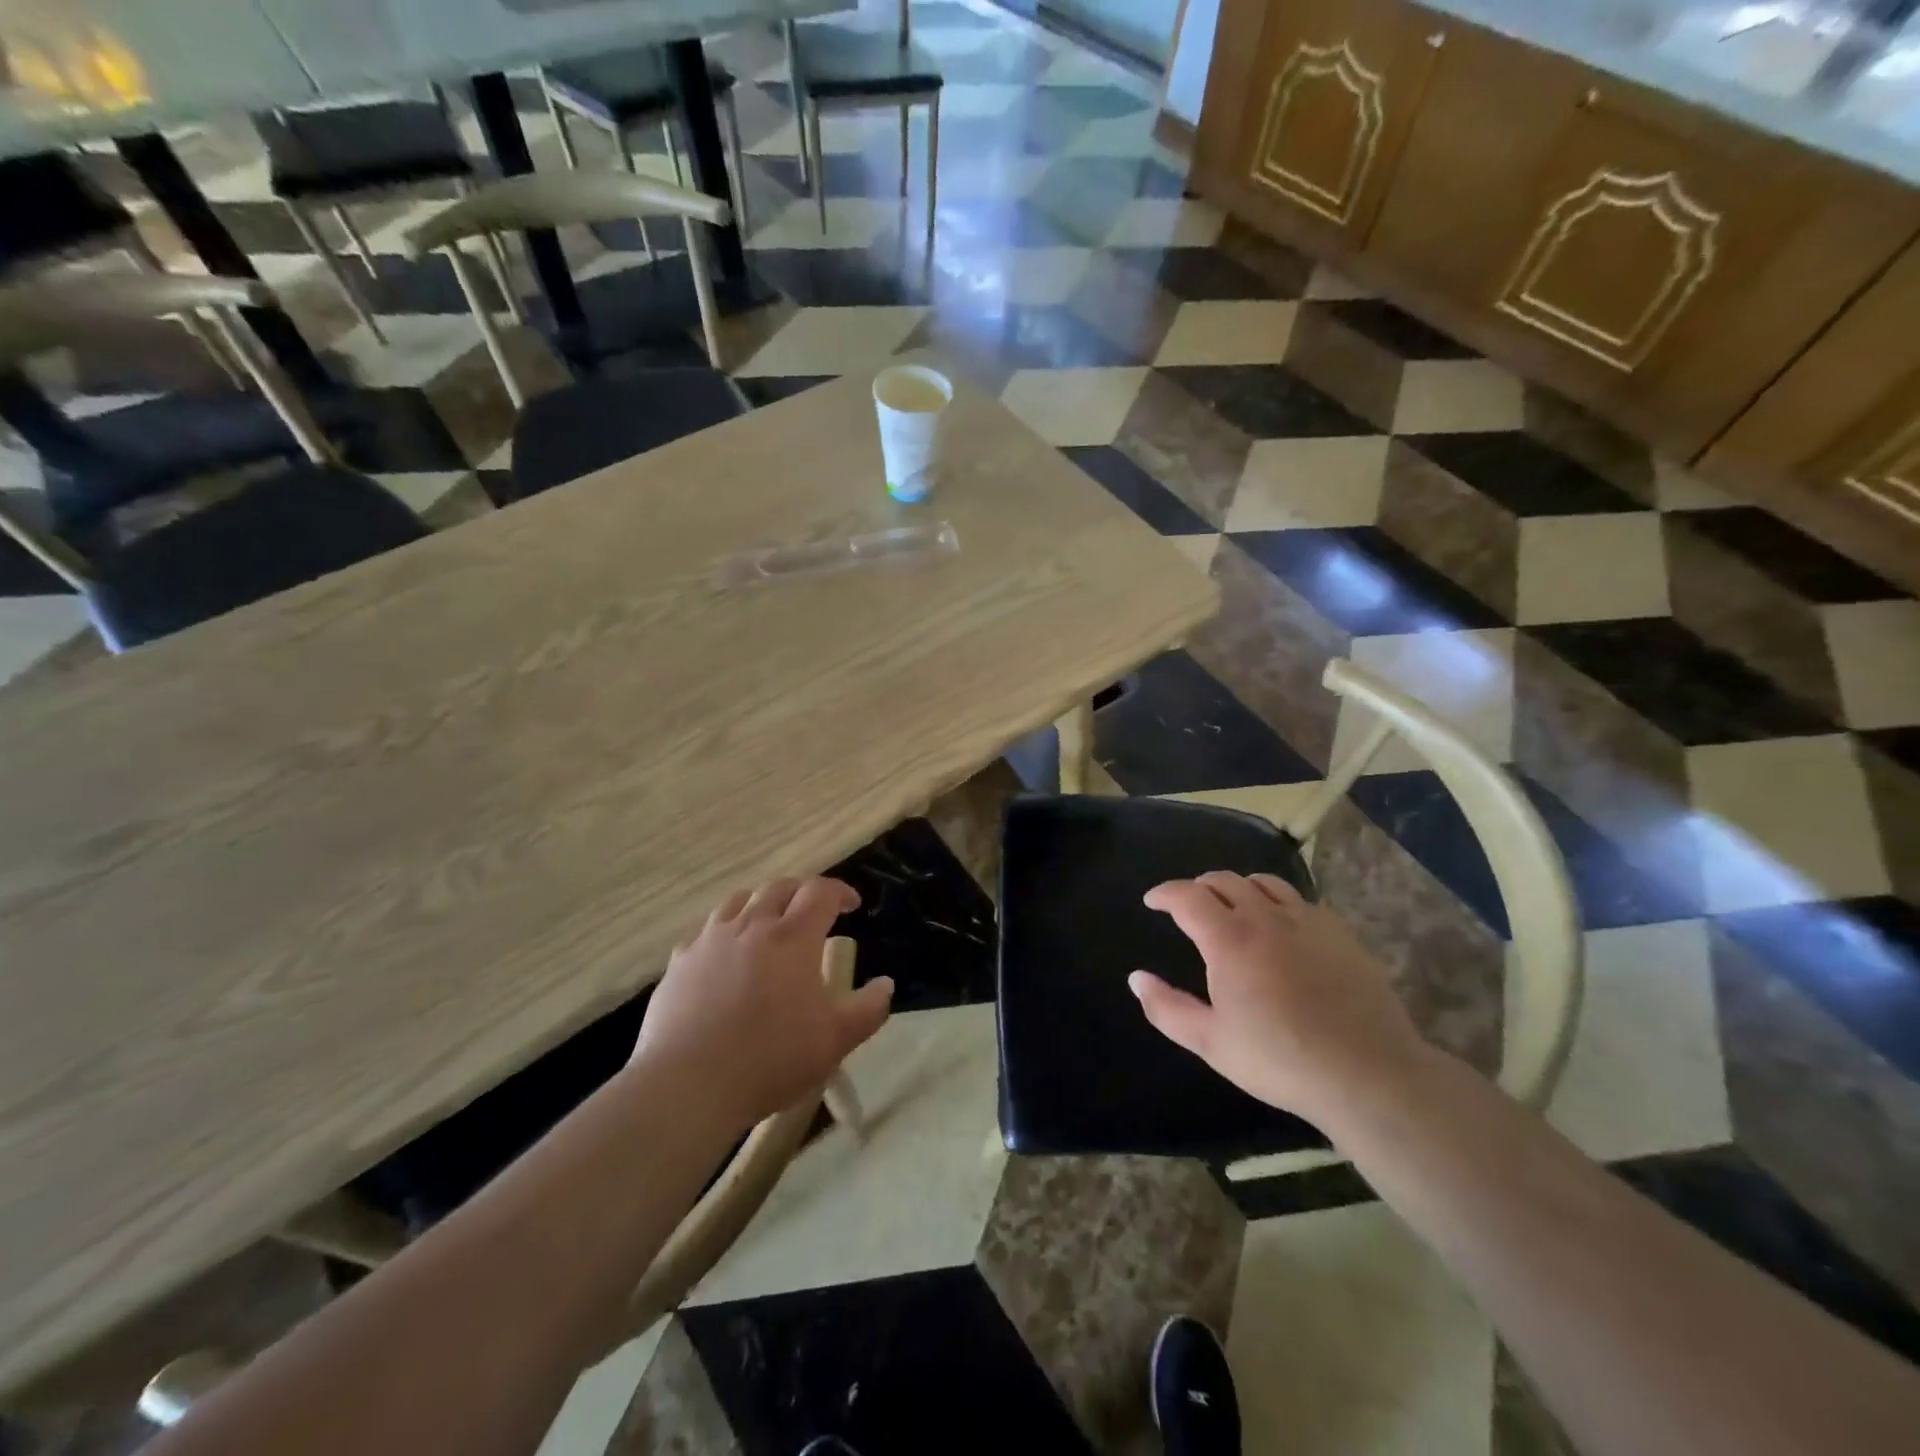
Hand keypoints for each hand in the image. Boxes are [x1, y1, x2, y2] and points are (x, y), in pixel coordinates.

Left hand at [633, 878, 893, 1129]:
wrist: (687, 1085)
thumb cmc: (771, 1059)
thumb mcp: (835, 1041)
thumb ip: (868, 1009)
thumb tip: (885, 984)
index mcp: (793, 937)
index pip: (820, 892)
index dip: (840, 892)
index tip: (852, 906)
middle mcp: (751, 926)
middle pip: (779, 888)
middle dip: (801, 892)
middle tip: (813, 912)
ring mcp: (710, 941)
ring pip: (739, 901)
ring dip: (761, 904)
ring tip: (769, 924)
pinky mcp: (679, 962)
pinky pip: (706, 932)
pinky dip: (725, 932)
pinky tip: (726, 957)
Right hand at [1129, 871, 1431, 1126]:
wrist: (1368, 1074)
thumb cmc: (1280, 1060)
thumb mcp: (1210, 1042)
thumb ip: (1166, 1008)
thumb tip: (1136, 978)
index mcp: (1228, 940)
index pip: (1187, 896)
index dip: (1165, 893)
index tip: (1152, 901)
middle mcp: (1265, 918)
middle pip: (1224, 881)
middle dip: (1199, 886)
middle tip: (1189, 904)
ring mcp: (1307, 921)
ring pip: (1264, 883)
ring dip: (1239, 887)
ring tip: (1233, 905)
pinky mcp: (1340, 933)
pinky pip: (1300, 900)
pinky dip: (1277, 901)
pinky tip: (1281, 924)